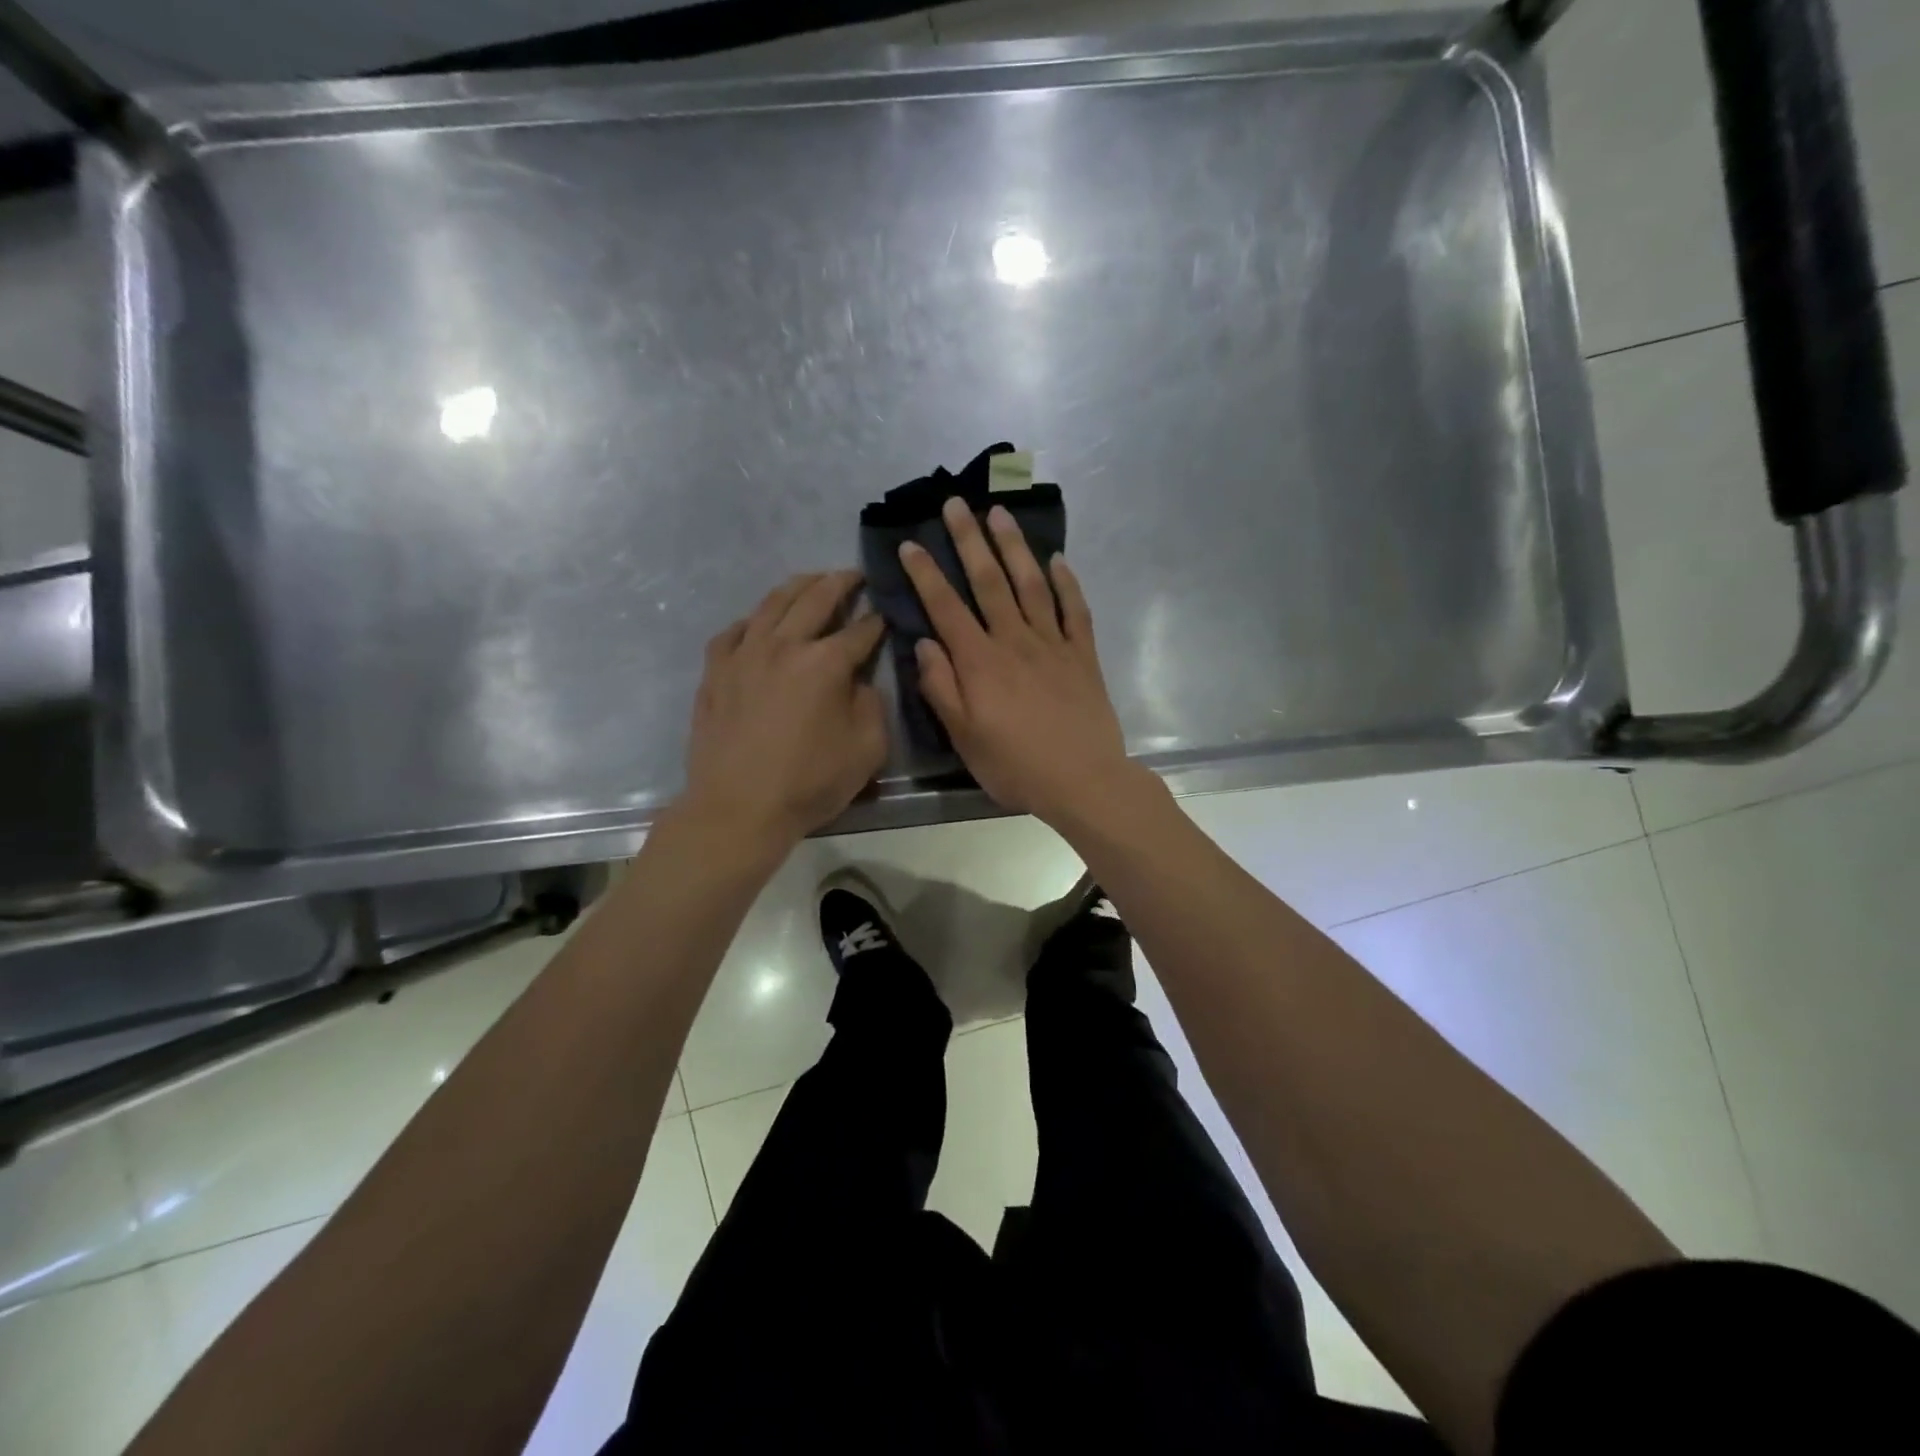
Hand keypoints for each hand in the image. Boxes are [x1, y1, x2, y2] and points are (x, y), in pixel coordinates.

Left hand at [682, 570, 886, 847]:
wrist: (738, 808)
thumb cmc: (809, 783)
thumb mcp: (867, 750)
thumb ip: (872, 706)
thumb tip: (859, 682)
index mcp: (825, 664)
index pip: (859, 631)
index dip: (877, 622)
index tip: (886, 616)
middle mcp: (784, 646)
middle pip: (815, 599)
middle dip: (840, 583)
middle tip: (853, 575)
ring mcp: (743, 655)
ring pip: (772, 604)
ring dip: (797, 587)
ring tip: (811, 581)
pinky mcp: (715, 671)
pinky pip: (734, 632)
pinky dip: (752, 621)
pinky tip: (758, 623)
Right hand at [899, 498, 1135, 825]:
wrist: (1083, 780)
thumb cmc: (1016, 765)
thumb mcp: (964, 738)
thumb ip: (942, 688)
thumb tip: (925, 644)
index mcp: (980, 662)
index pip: (946, 607)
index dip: (926, 574)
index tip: (910, 544)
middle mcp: (1015, 641)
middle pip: (989, 581)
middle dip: (969, 540)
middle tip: (956, 504)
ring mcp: (1054, 643)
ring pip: (1031, 584)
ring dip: (1014, 546)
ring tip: (1000, 513)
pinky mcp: (1083, 654)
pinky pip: (1076, 609)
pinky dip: (1067, 582)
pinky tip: (1058, 559)